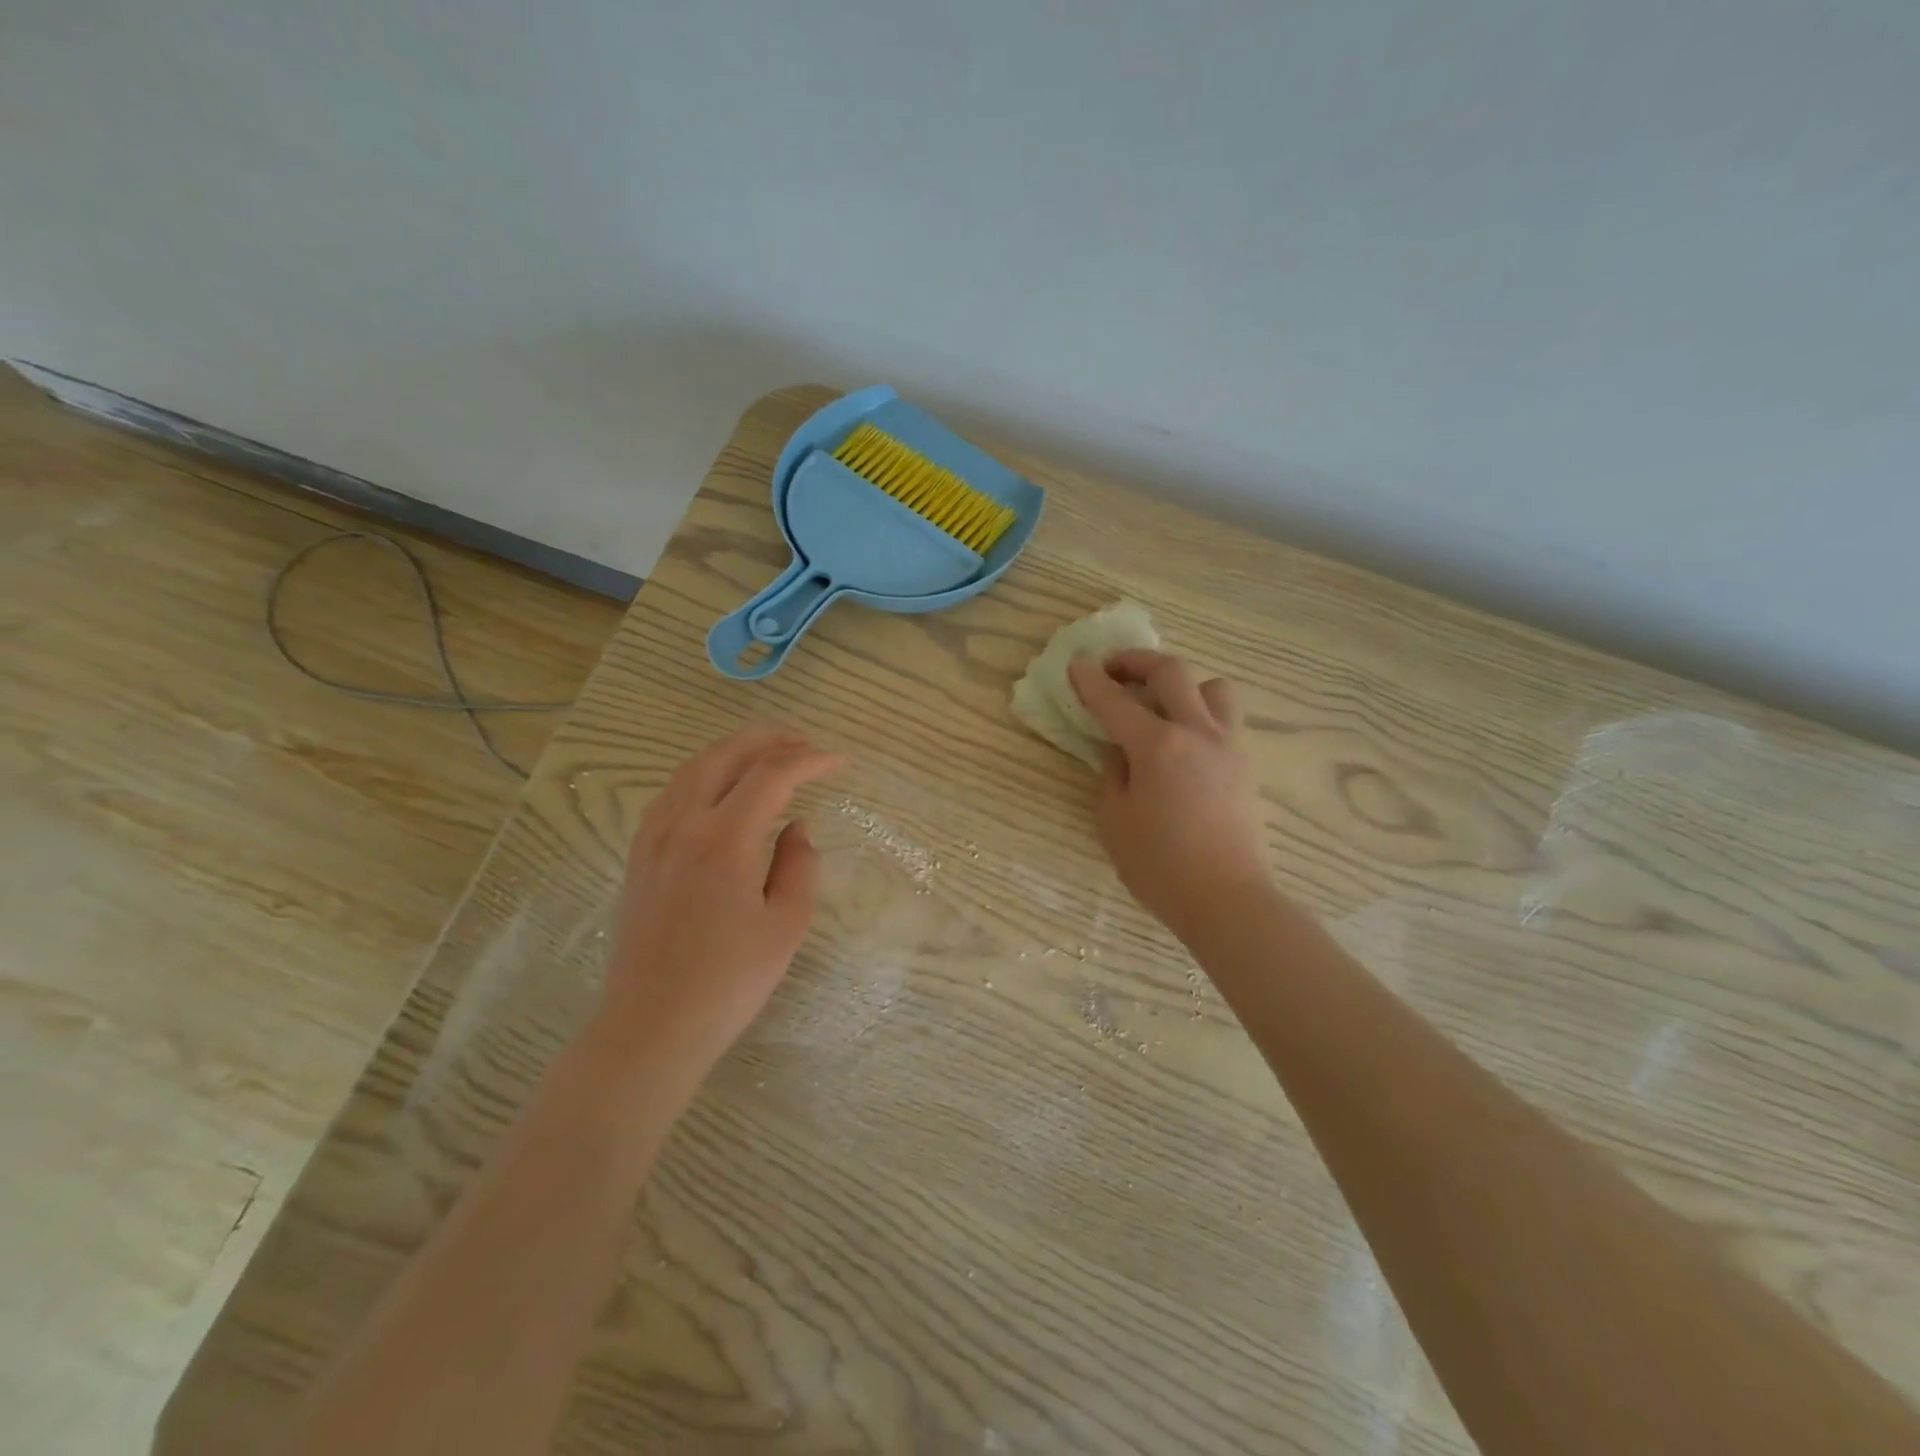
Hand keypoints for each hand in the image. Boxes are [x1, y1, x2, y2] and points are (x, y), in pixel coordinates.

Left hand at [599, 726, 843, 1082]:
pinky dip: (705, 773)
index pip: (772, 776)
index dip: (810, 761)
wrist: (651, 1025)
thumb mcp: (786, 925)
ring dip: (735, 751)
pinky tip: (722, 789)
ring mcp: (653, 836)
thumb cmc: (728, 981)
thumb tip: (796, 828)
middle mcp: (683, 824)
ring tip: (768, 755)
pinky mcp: (639, 854)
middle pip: (725, 755)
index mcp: (724, 839)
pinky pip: (673, 791)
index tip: (840, 761)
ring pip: (693, 767)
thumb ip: (799, 865)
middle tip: (805, 743)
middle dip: (769, 740)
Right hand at [1068, 651, 1271, 943]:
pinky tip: (1184, 742)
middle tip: (1114, 670)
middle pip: (1171, 672)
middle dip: (1136, 661)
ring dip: (1183, 685)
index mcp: (1157, 746)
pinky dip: (1201, 713)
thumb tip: (1120, 750)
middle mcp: (1196, 733)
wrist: (1227, 899)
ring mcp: (1228, 745)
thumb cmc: (1160, 866)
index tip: (1076, 665)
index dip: (1090, 680)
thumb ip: (1112, 774)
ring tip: (1163, 705)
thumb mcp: (1114, 820)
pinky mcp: (1246, 764)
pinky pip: (1226, 719)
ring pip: (1213, 687)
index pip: (1114, 701)